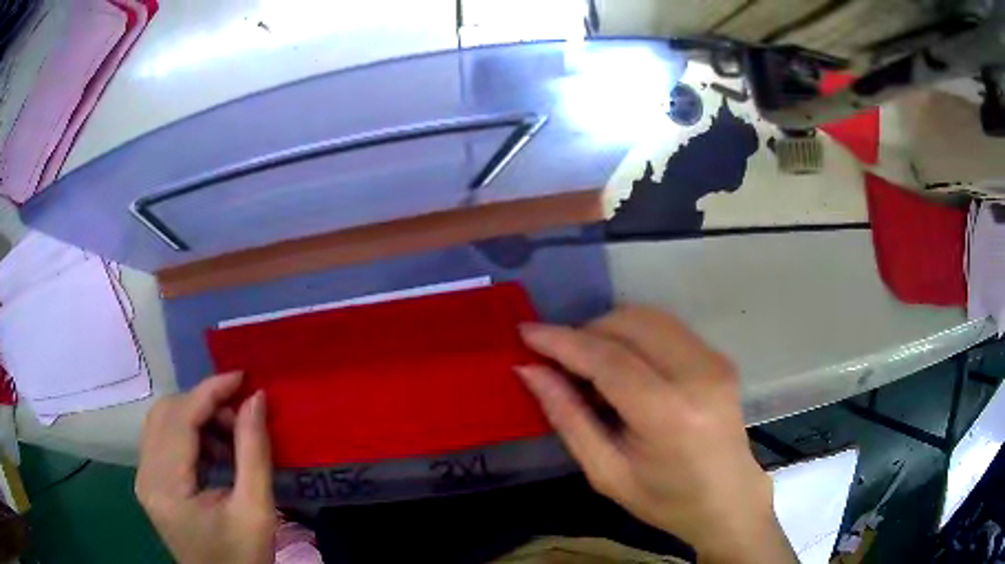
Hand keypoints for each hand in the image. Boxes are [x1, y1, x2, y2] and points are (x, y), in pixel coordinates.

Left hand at [136, 372, 275, 563]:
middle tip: (241, 417)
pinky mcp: (150, 483)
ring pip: (162, 422)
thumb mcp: (256, 510)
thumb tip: (256, 399)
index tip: (242, 378)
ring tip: (230, 437)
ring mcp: (144, 479)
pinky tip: (215, 452)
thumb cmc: (244, 557)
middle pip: (165, 414)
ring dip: (196, 417)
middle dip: (204, 404)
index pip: (179, 419)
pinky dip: (189, 434)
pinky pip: (163, 440)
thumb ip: (254, 452)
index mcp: (166, 487)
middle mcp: (145, 476)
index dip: (210, 391)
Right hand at [517, 306, 794, 563]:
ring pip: (648, 316)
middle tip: (560, 360)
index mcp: (669, 414)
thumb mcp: (606, 473)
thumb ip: (568, 418)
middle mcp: (698, 374)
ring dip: (610, 330)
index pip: (607, 359)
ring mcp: (714, 360)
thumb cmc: (666, 500)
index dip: (561, 341)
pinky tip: (625, 366)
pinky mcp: (719, 356)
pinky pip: (666, 328)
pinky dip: (635, 336)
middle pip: (629, 323)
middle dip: (585, 331)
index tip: (525, 332)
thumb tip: (531, 371)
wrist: (729, 499)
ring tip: (590, 364)